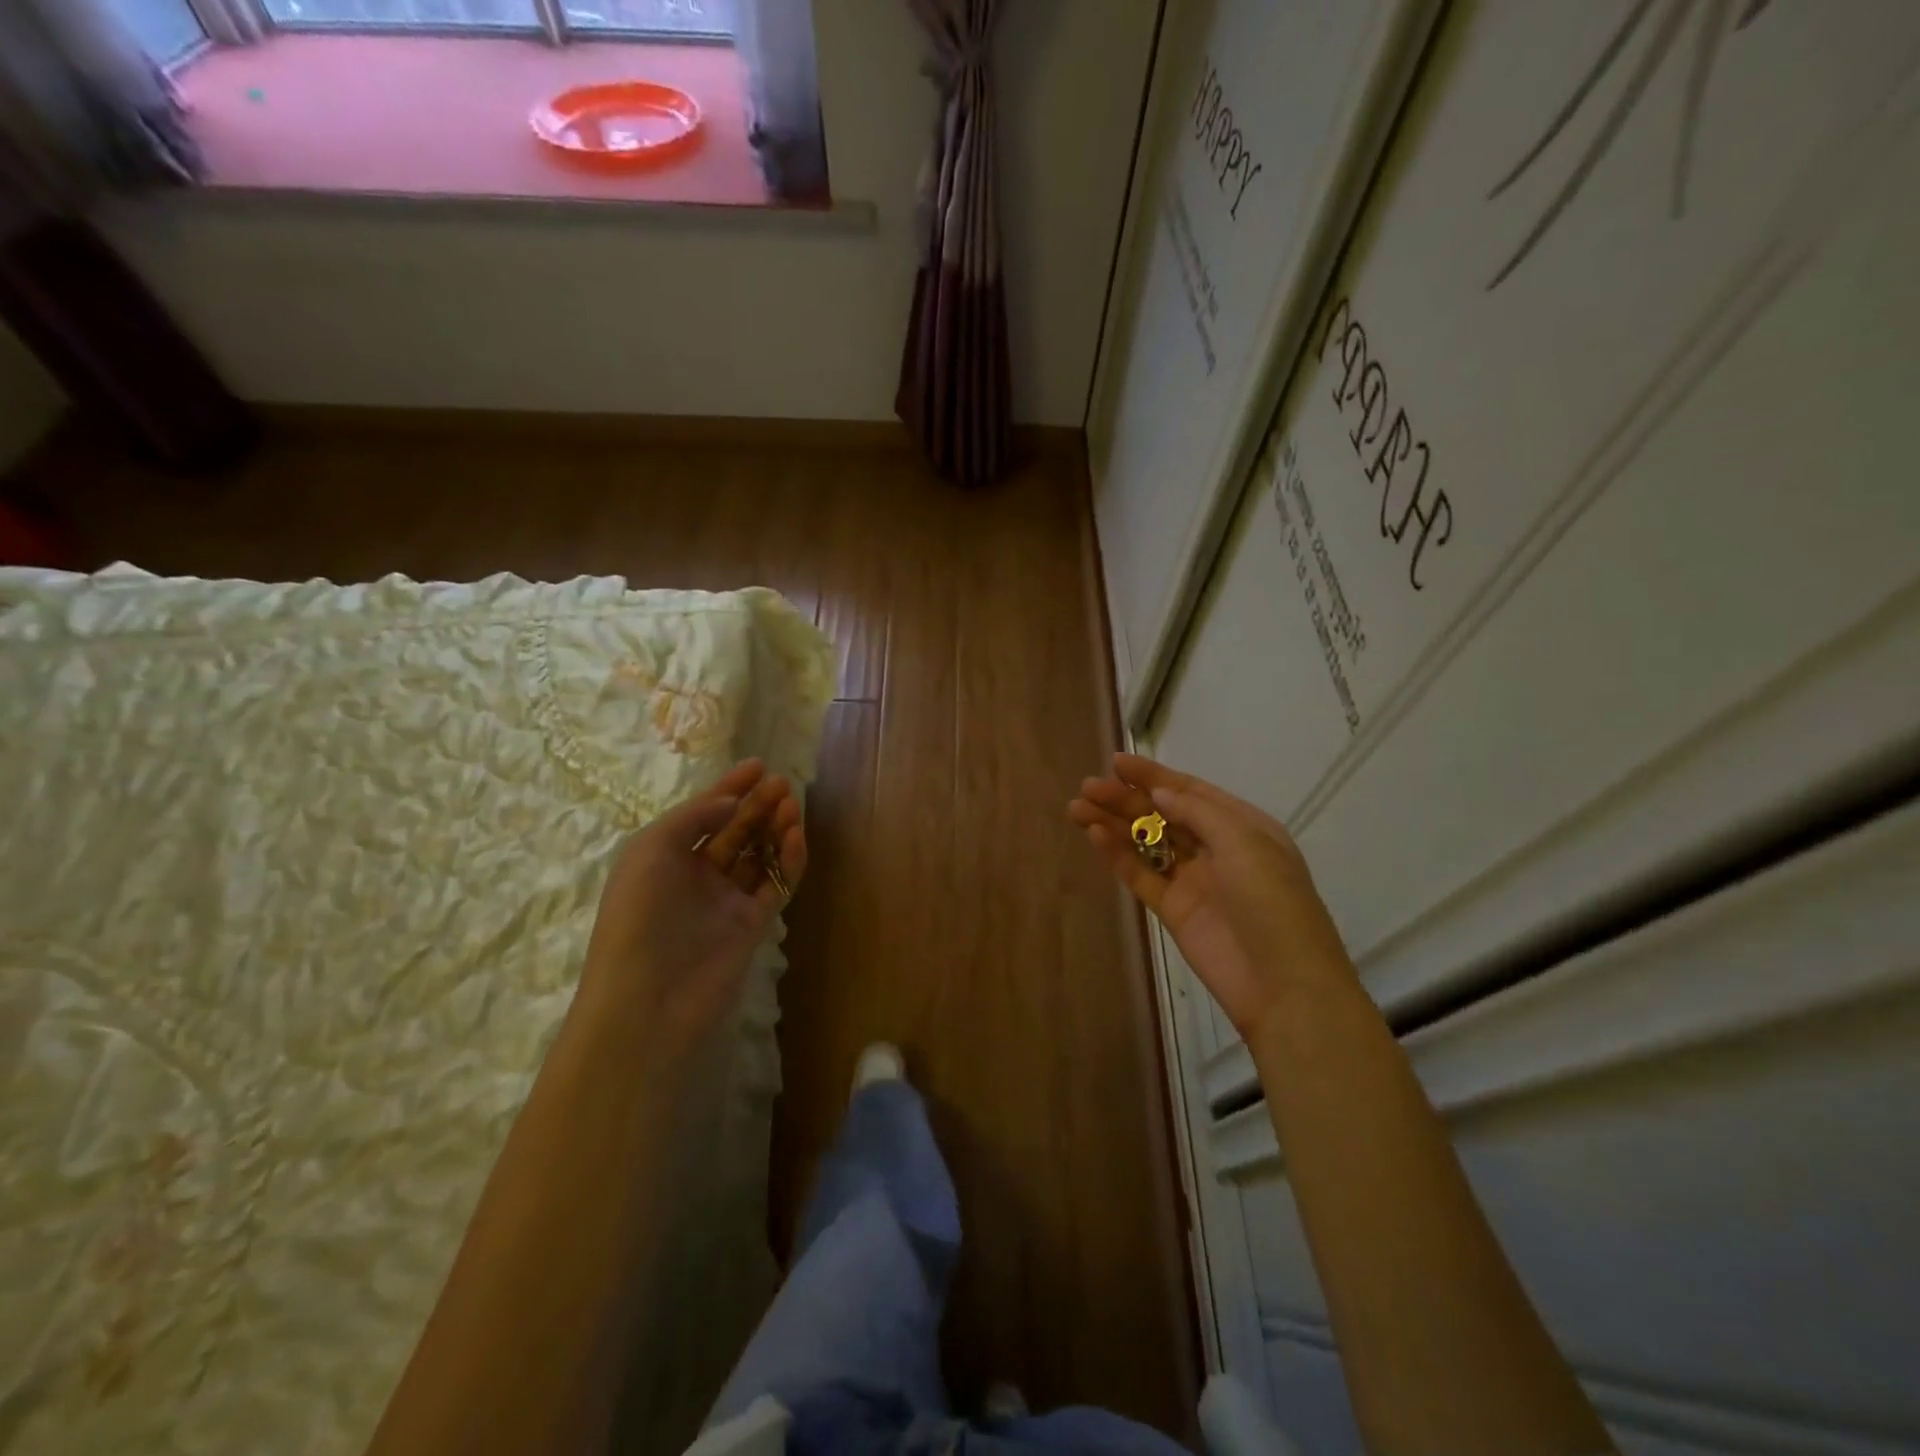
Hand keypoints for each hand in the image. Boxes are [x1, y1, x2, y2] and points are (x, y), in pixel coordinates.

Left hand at [571, 760, 805, 1063]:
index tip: (757, 765)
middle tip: (783, 784)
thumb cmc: (638, 917)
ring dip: (775, 829)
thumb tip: (732, 802)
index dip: (729, 789)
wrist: (648, 1000)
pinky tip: (797, 839)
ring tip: (792, 806)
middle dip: (757, 805)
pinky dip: (788, 861)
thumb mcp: (651, 851)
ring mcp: (725, 902)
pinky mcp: (752, 924)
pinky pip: (775, 885)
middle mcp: (695, 876)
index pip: (703, 815)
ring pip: (758, 855)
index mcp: (664, 857)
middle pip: (734, 831)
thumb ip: (694, 817)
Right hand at [1069, 753, 1353, 1039]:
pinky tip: (1095, 835)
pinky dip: (1118, 855)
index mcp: (1242, 827)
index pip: (1191, 791)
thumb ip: (1198, 812)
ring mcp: (1193, 880)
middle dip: (1126, 798)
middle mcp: (1216, 848)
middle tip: (1088, 786)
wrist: (1283, 985)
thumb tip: (1159, 793)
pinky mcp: (1173, 910)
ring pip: (1147, 843)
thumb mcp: (1245, 844)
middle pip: (1163, 814)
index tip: (1117, 761)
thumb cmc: (1273, 903)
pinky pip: (1141, 875)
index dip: (1153, 776)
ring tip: (1077, 806)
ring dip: (1114, 823)